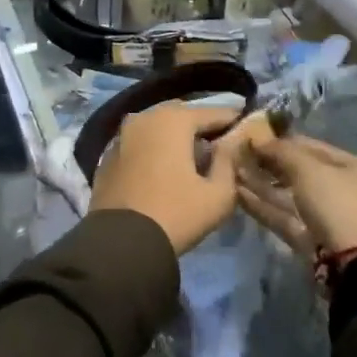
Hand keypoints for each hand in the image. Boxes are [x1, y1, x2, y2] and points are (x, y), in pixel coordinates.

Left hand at [89, 102, 268, 255]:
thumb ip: (229, 162)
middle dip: (201, 127)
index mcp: (173, 120)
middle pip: (182, 115)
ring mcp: (122, 135)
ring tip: (193, 158)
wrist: (121, 243)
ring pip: (157, 127)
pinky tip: (165, 169)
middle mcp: (145, 117)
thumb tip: (231, 143)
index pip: (213, 112)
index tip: (247, 128)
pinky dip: (155, 149)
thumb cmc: (176, 214)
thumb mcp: (219, 194)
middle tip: (219, 145)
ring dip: (176, 137)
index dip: (233, 121)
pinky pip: (140, 143)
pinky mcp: (109, 156)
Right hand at [237, 136, 356, 260]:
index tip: (254, 136)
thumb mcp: (310, 169)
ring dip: (262, 184)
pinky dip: (263, 206)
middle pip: (300, 172)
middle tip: (239, 154)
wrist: (352, 265)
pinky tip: (238, 194)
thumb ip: (282, 152)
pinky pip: (283, 216)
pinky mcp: (309, 239)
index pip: (313, 147)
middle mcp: (343, 191)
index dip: (283, 141)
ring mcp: (326, 218)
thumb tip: (258, 139)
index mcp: (354, 168)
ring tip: (233, 171)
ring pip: (289, 196)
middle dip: (269, 164)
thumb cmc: (337, 204)